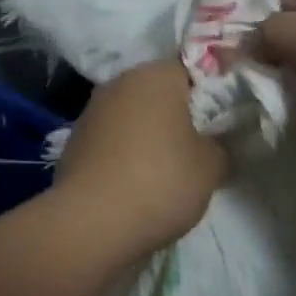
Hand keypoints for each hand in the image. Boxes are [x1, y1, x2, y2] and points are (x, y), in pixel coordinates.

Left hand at [55, 59, 226, 255]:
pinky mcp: (74, 143)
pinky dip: (125, 155)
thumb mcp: (212, 166)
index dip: (210, 95)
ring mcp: (91, 112)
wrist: (91, 223)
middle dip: (177, 116)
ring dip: (148, 135)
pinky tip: (136, 184)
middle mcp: (120, 83)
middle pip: (159, 93)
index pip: (191, 71)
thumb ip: (218, 145)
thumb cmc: (161, 180)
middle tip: (198, 148)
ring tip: (166, 171)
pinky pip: (112, 141)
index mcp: (156, 75)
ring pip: (133, 117)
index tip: (221, 124)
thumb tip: (211, 144)